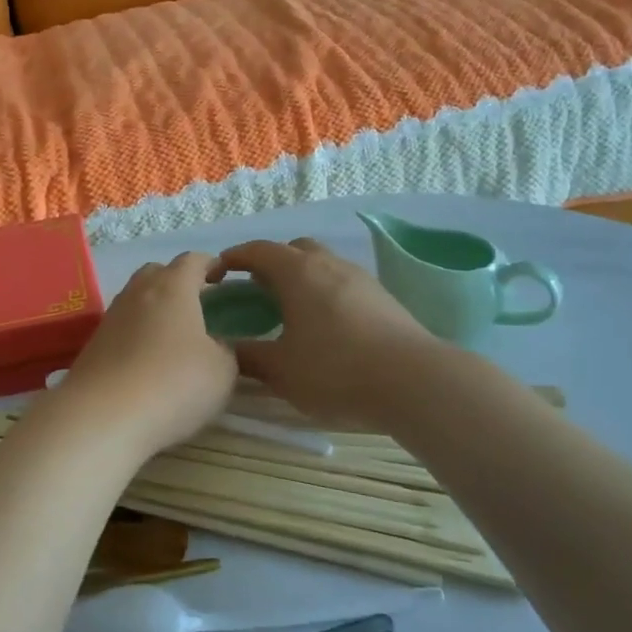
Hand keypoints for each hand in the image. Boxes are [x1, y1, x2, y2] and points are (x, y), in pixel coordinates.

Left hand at [46, 252, 237, 461]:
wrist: (102, 416)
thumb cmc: (173, 384)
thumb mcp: (222, 371)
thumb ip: (225, 350)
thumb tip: (214, 345)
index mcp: (173, 287)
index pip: (193, 260)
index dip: (210, 264)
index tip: (223, 276)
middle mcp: (138, 292)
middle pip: (158, 272)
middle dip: (178, 281)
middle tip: (197, 304)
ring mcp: (111, 317)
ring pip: (136, 299)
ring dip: (155, 308)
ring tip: (174, 335)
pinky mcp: (93, 344)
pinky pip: (122, 327)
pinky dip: (137, 334)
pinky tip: (148, 359)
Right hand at [213, 238, 437, 427]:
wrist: (414, 381)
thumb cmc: (335, 370)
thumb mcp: (281, 370)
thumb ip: (248, 356)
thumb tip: (226, 349)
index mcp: (297, 272)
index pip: (257, 251)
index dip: (233, 258)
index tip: (217, 274)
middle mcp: (328, 264)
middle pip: (293, 249)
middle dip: (270, 263)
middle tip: (256, 291)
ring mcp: (360, 278)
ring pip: (322, 264)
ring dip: (301, 278)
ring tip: (290, 310)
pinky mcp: (382, 298)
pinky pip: (342, 283)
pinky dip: (324, 293)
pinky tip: (325, 326)